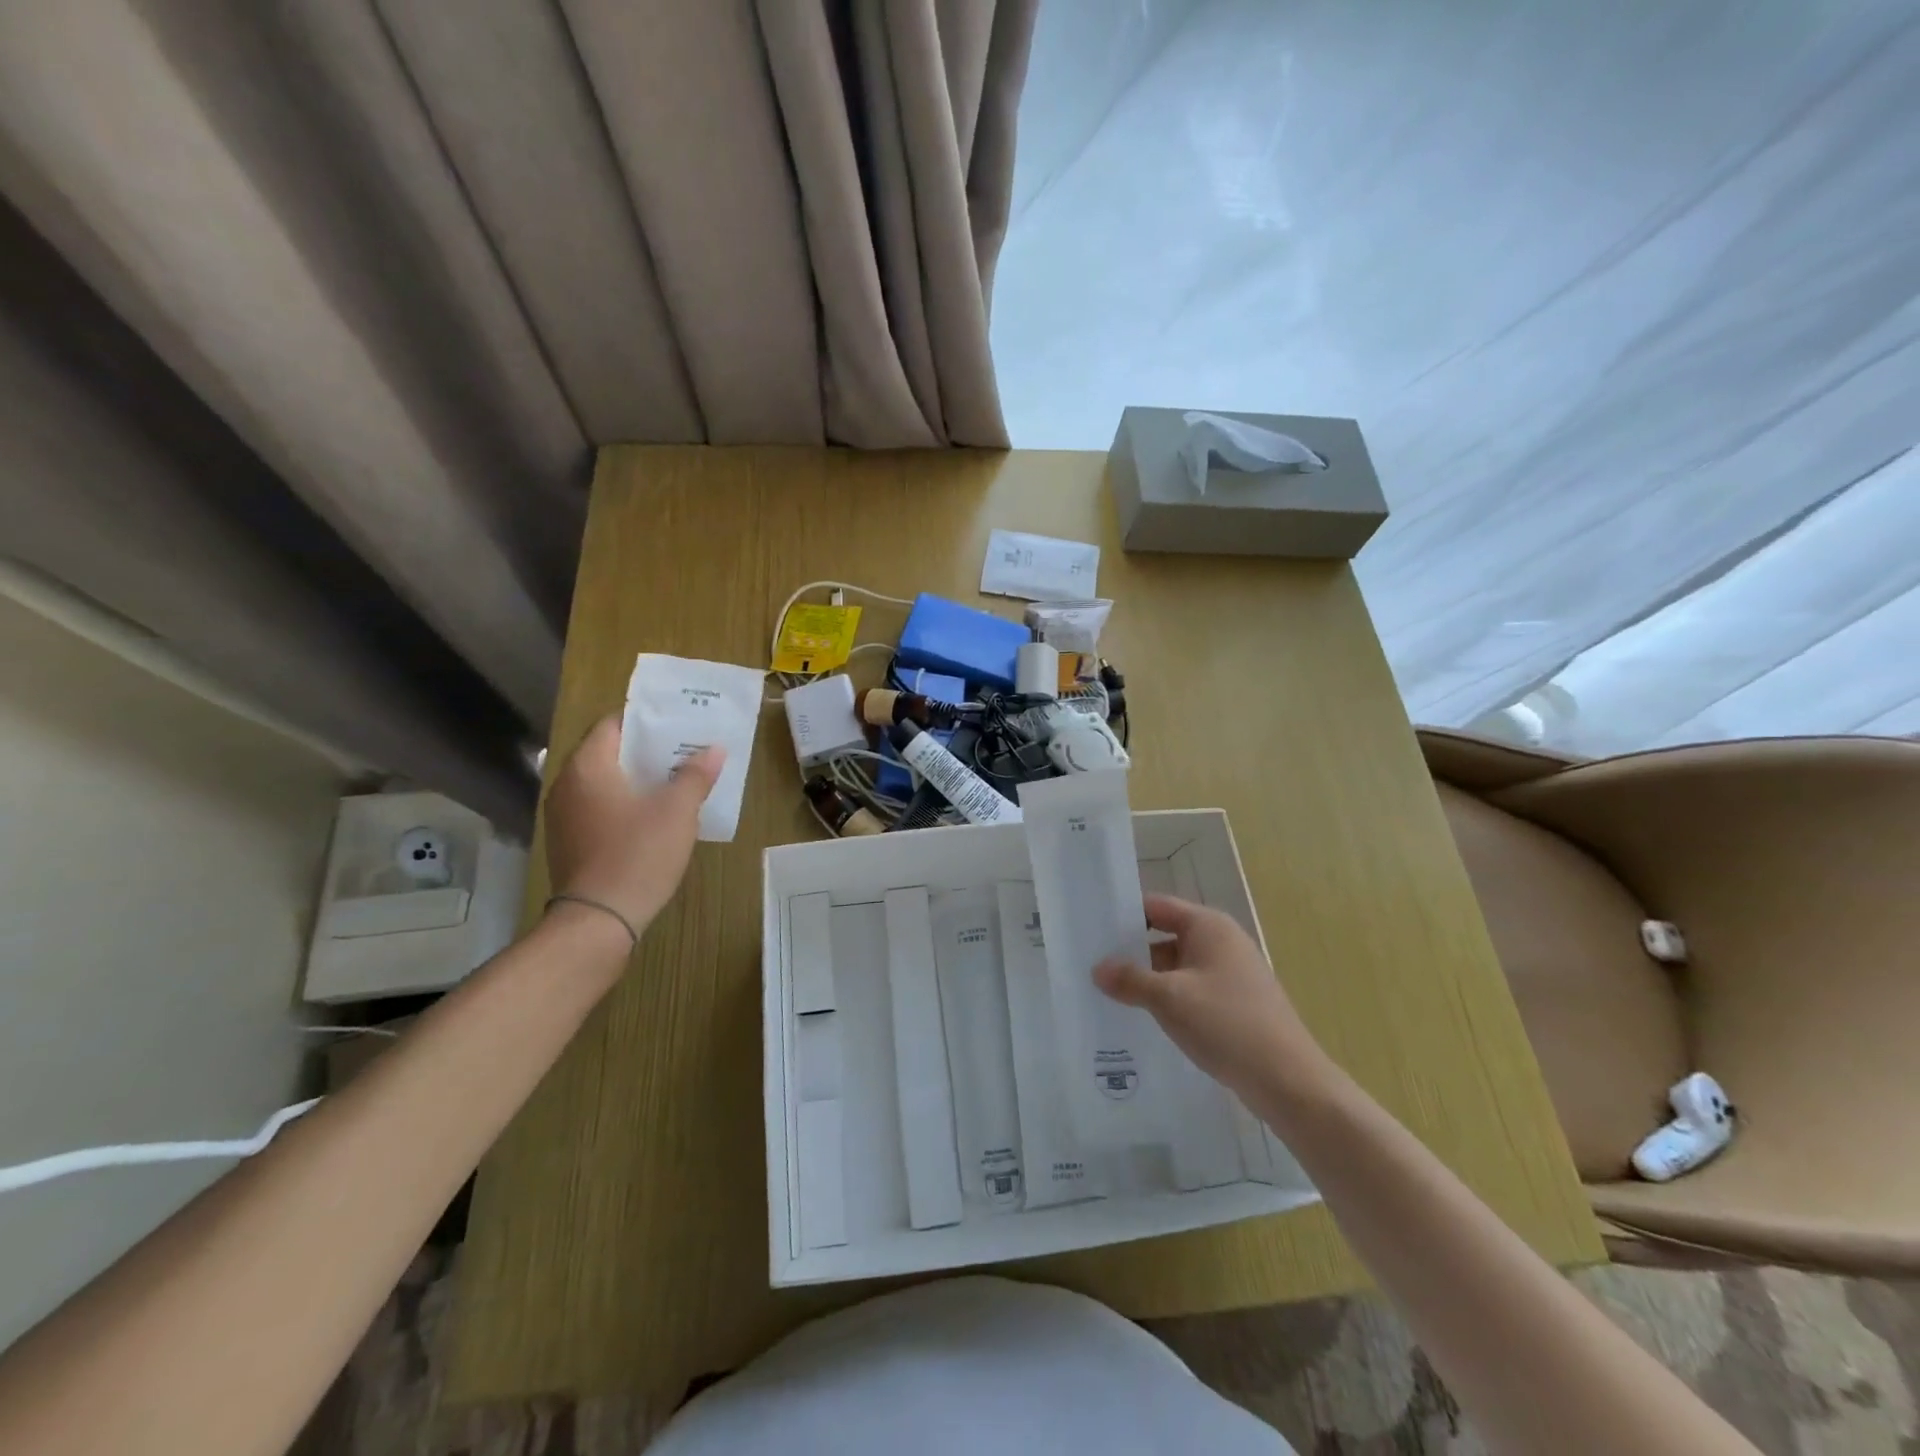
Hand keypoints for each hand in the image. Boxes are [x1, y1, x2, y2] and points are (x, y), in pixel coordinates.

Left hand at [543, 715, 723, 936]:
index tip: (679, 722)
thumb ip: (696, 775)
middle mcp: (567, 784)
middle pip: (609, 752)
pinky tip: (653, 815)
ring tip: (675, 780)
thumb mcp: (677, 811)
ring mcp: (564, 815)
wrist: (598, 919)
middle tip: (686, 749)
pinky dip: (624, 803)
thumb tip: (714, 749)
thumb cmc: (638, 854)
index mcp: (588, 766)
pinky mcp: (569, 841)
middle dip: (648, 750)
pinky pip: (599, 807)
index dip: (647, 720)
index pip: (614, 723)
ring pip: (605, 782)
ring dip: (637, 778)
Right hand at [1094, 893, 1326, 1100]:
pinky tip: (1144, 1016)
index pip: (1156, 906)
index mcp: (1208, 926)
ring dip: (1148, 978)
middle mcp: (1221, 941)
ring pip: (1177, 965)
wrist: (1288, 1081)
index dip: (1124, 914)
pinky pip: (1191, 989)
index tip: (1092, 928)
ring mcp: (1231, 972)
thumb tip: (1098, 969)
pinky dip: (1168, 997)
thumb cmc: (1227, 1024)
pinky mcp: (1235, 1002)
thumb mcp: (1169, 999)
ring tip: (1110, 992)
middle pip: (1165, 934)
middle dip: (1131, 950)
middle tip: (1092, 963)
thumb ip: (1130, 980)